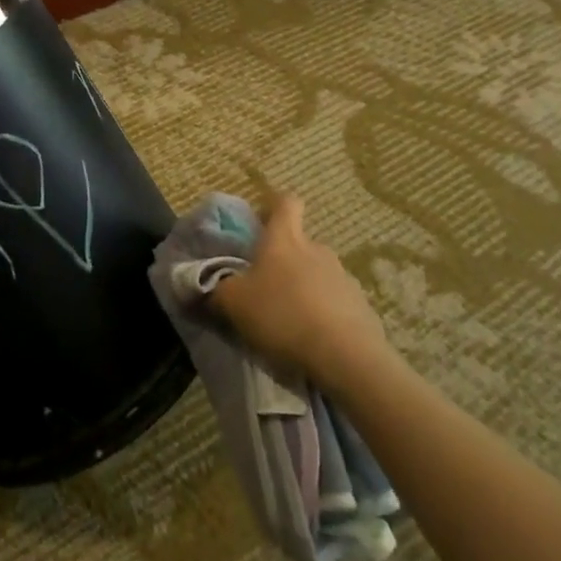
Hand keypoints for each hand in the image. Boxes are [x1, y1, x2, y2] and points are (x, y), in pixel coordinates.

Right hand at [211, 195, 395, 394]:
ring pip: (318, 274)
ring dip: (304, 288)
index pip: (285, 202)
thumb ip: (213, 291)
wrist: (345, 358)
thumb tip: (197, 288)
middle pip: (299, 243)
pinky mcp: (362, 308)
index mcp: (285, 239)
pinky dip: (324, 314)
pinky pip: (336, 303)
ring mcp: (344, 278)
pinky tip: (313, 339)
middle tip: (264, 285)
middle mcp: (317, 250)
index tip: (261, 222)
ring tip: (289, 319)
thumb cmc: (281, 315)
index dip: (273, 206)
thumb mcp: (232, 303)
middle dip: (283, 259)